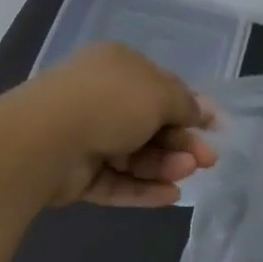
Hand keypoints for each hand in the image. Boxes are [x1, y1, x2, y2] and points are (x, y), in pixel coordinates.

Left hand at [12, 42, 217, 206]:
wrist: (46, 140)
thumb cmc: (110, 102)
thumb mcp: (160, 93)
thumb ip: (185, 103)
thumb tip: (201, 111)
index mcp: (117, 66)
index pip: (160, 86)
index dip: (190, 107)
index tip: (216, 127)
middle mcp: (100, 97)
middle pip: (150, 124)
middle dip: (181, 141)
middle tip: (208, 160)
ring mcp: (85, 136)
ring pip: (135, 154)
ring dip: (164, 164)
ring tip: (186, 174)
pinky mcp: (76, 174)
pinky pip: (117, 180)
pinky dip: (143, 188)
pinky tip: (171, 195)